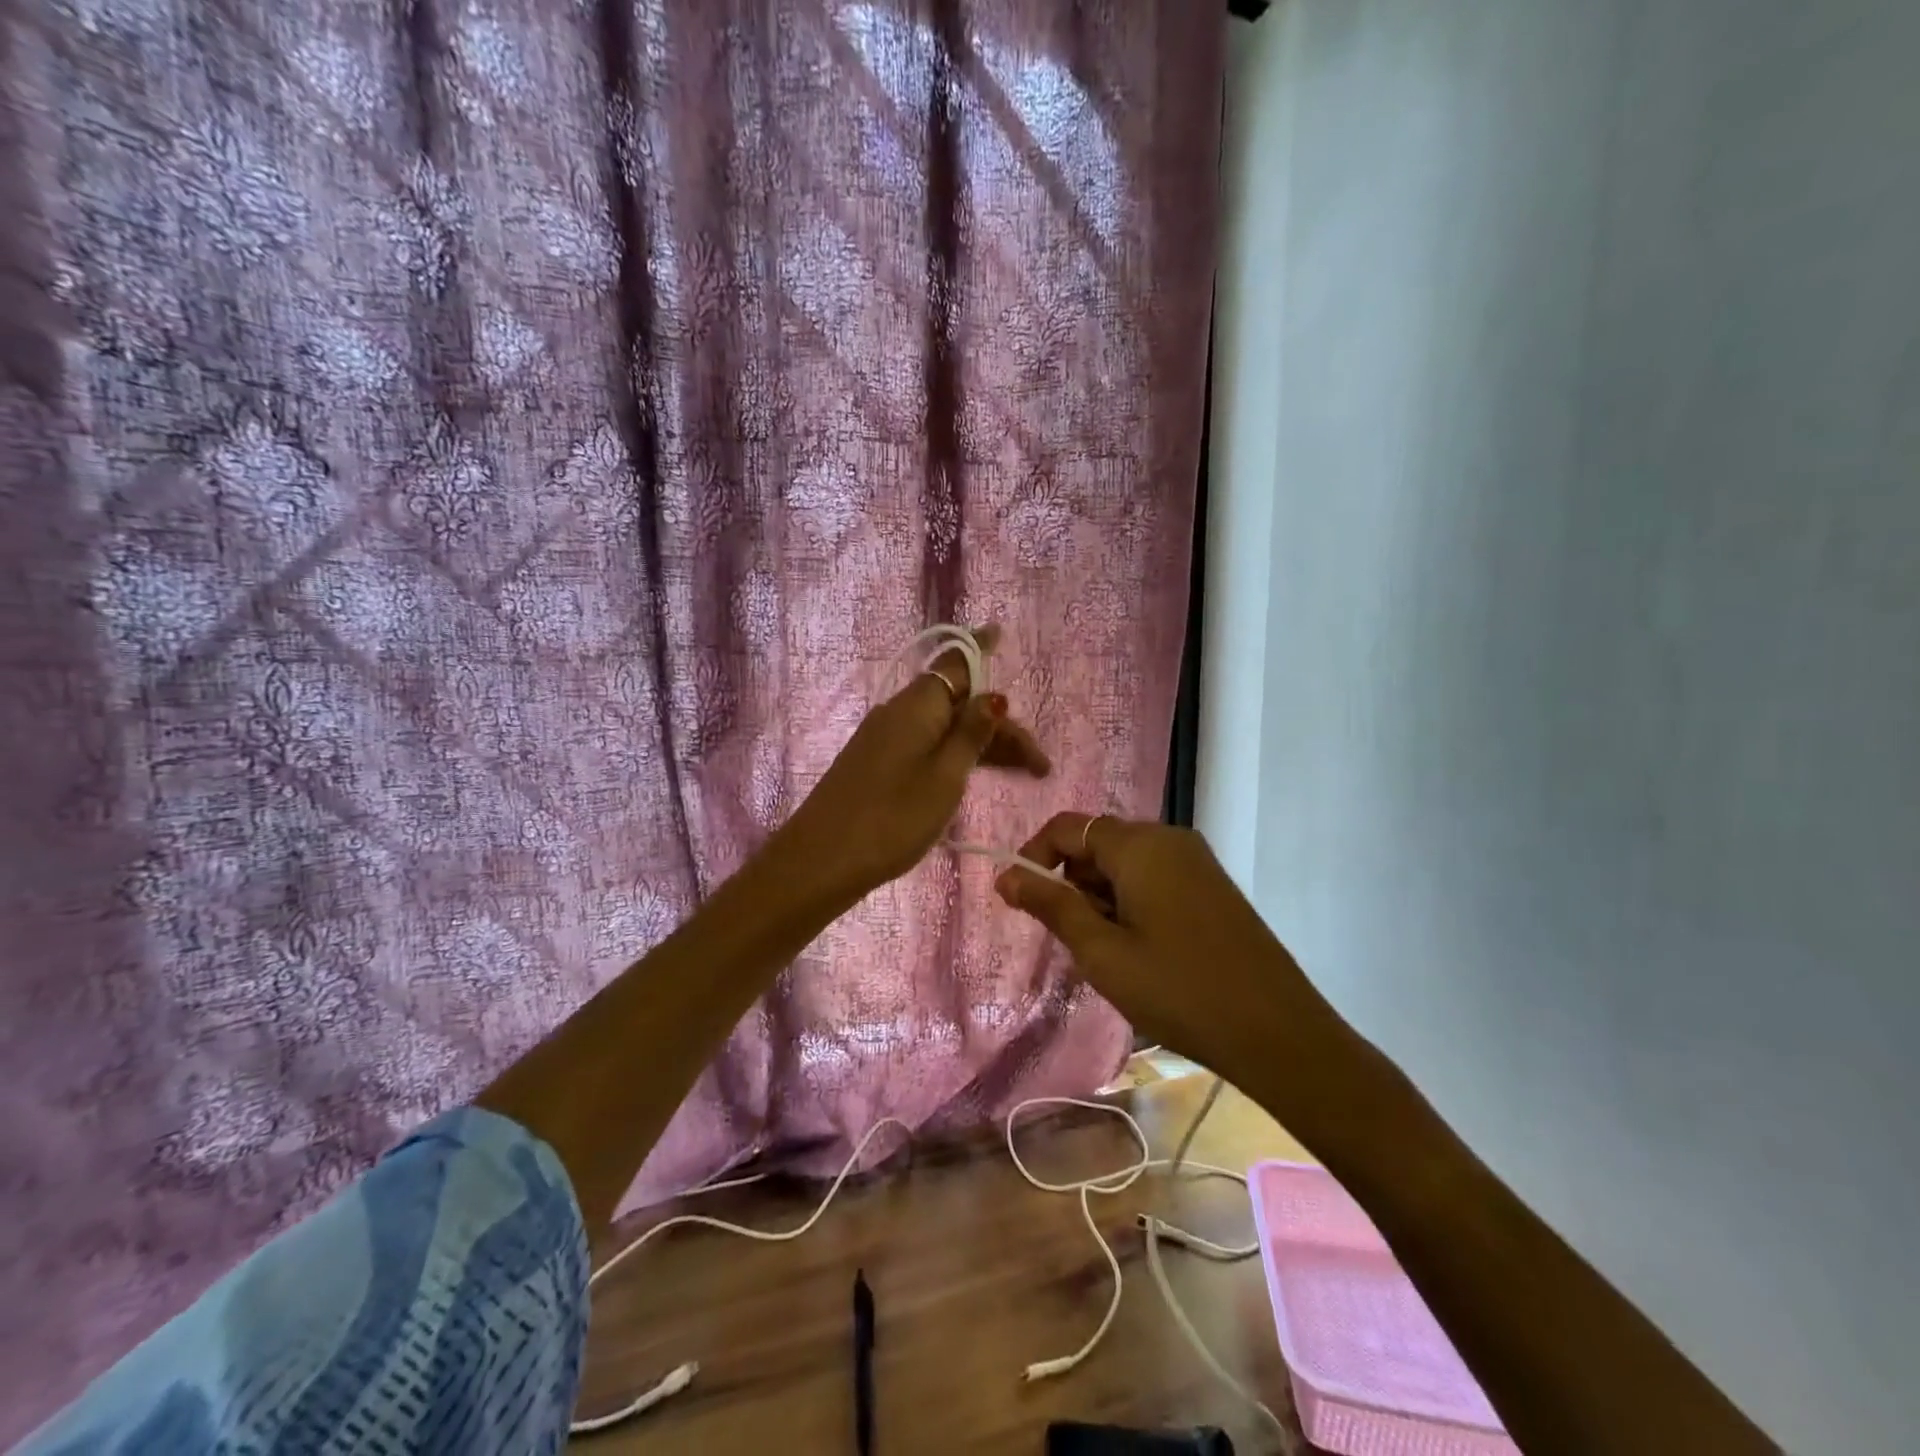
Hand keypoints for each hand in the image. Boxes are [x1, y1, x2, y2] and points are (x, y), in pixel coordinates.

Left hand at [776, 626, 1050, 901]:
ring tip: (1022, 773)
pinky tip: (973, 773)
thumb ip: (971, 735)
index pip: (956, 664)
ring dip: (982, 744)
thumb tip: (993, 695)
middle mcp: (899, 713)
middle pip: (958, 703)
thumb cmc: (892, 818)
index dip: (981, 649)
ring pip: (943, 727)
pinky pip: (926, 745)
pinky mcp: (876, 763)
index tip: (1001, 632)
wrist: (820, 860)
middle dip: (1000, 725)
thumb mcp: (945, 777)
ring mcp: (884, 738)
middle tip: (1039, 764)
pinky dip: (956, 754)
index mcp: (917, 706)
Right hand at [993, 813, 1347, 1089]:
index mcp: (1140, 845)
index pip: (1067, 827)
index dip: (1034, 857)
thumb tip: (1006, 876)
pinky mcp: (1212, 886)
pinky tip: (1139, 951)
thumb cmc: (1178, 990)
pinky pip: (1154, 878)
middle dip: (1070, 882)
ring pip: (1125, 864)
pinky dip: (1130, 903)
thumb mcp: (1102, 951)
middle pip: (1097, 842)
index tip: (1019, 900)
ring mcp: (1196, 862)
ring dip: (1100, 897)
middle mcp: (1169, 839)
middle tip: (1068, 939)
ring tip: (1105, 953)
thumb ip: (1051, 905)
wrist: (1278, 1034)